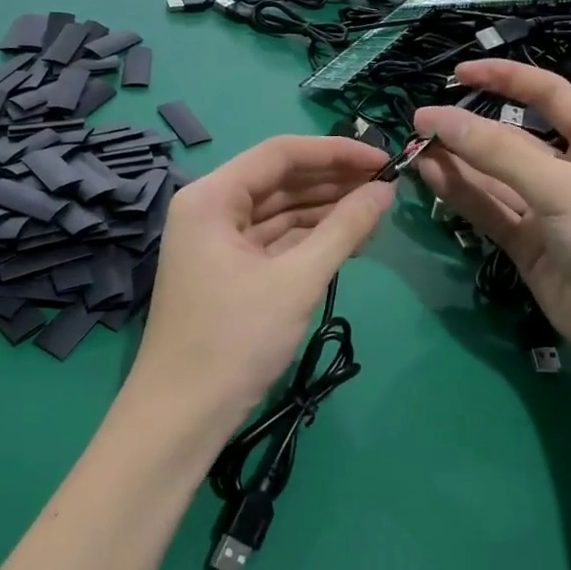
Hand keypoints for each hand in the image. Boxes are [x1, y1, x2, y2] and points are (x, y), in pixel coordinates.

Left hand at [124, 135, 393, 433]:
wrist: (182, 417)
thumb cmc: (235, 341)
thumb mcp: (297, 280)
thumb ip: (344, 228)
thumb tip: (386, 189)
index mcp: (212, 197)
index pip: (280, 154)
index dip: (336, 152)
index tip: (384, 159)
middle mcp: (210, 208)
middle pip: (279, 180)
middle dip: (333, 182)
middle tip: (388, 186)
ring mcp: (216, 241)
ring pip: (278, 211)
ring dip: (325, 210)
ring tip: (377, 212)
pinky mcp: (227, 270)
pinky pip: (274, 240)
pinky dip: (309, 239)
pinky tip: (348, 239)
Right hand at [415, 60, 570, 371]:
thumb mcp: (561, 187)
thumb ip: (497, 153)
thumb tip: (437, 118)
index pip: (549, 96)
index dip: (506, 79)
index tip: (459, 74)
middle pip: (512, 142)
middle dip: (469, 130)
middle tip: (420, 125)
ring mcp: (548, 213)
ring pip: (494, 179)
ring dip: (457, 163)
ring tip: (414, 149)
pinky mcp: (528, 247)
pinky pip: (489, 212)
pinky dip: (461, 196)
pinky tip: (431, 178)